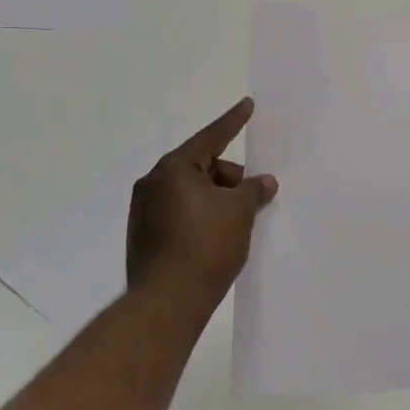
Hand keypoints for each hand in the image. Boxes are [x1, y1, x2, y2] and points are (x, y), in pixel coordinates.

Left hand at [127, 98, 277, 307]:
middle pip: (202, 167)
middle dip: (230, 178)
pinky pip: (180, 213)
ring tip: (240, 222)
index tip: (248, 104)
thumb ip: (255, 190)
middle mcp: (153, 183)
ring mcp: (144, 211)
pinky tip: (219, 237)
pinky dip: (201, 216)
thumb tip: (264, 181)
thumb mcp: (239, 212)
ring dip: (217, 199)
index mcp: (173, 169)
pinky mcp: (144, 236)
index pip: (211, 137)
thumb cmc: (205, 247)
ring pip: (191, 192)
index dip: (234, 122)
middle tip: (255, 196)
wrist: (166, 304)